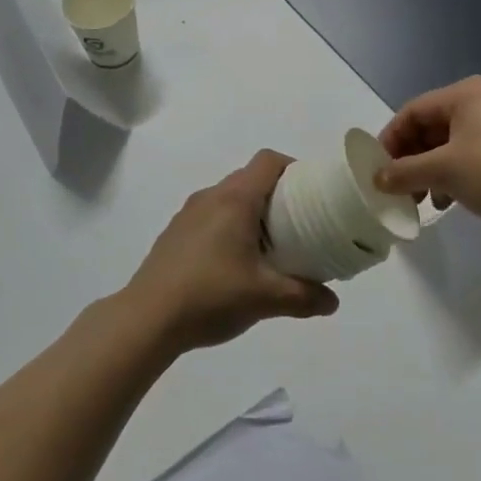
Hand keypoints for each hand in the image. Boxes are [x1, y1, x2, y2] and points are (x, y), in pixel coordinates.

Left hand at [121, 151, 339, 353]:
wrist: (147, 318)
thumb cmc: (210, 296)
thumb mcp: (265, 298)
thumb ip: (304, 297)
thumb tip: (333, 302)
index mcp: (235, 199)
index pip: (268, 161)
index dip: (294, 168)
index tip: (312, 192)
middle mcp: (210, 197)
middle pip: (250, 178)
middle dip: (277, 194)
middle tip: (299, 224)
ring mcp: (187, 214)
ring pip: (228, 198)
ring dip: (252, 212)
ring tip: (270, 246)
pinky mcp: (174, 234)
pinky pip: (210, 216)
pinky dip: (229, 226)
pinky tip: (234, 263)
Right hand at [375, 76, 480, 228]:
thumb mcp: (444, 171)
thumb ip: (405, 171)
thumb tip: (377, 178)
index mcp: (462, 95)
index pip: (411, 112)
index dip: (390, 140)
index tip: (377, 169)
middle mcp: (477, 103)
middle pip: (428, 128)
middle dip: (409, 159)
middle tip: (397, 187)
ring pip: (445, 145)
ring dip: (428, 171)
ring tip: (421, 200)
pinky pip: (465, 157)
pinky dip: (450, 176)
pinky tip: (446, 201)